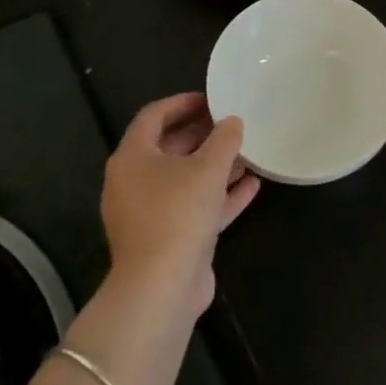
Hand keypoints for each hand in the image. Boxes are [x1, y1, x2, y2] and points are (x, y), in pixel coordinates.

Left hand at [100, 92, 257, 317]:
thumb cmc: (178, 213)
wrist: (162, 286)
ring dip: (215, 165)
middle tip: (233, 122)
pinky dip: (220, 195)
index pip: (153, 116)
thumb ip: (224, 139)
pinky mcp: (169, 238)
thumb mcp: (208, 168)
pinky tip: (252, 185)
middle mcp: (135, 182)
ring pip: (185, 179)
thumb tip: (232, 121)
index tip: (212, 98)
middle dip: (202, 134)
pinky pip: (196, 206)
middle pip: (168, 147)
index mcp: (132, 158)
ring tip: (248, 151)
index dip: (182, 103)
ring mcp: (150, 212)